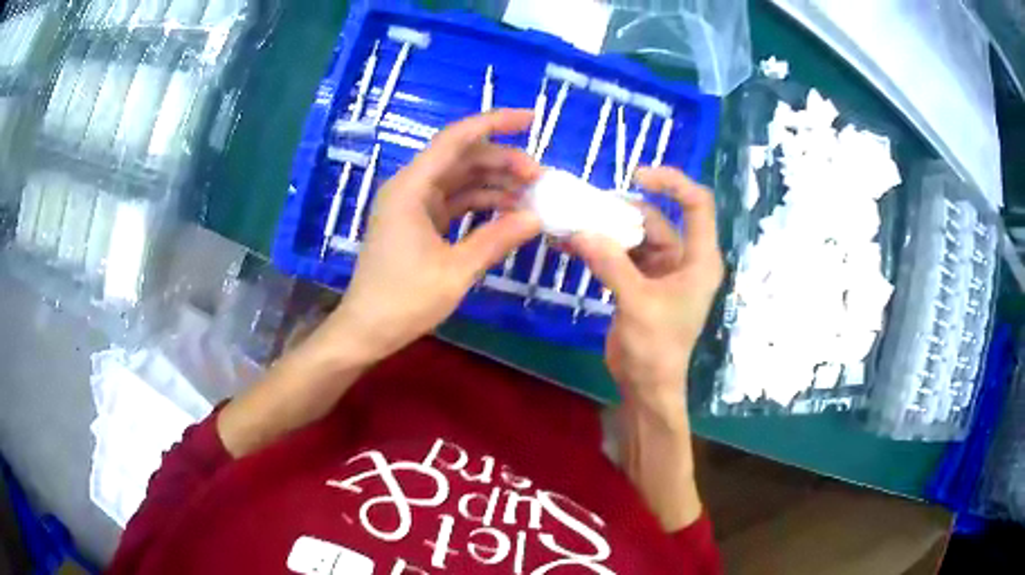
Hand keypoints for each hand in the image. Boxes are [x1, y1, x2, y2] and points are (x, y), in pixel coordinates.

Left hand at [326, 109, 542, 361]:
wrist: (366, 330)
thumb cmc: (404, 300)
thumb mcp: (456, 270)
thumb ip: (497, 239)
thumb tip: (536, 218)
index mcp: (412, 187)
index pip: (457, 139)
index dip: (495, 123)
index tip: (532, 118)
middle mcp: (410, 187)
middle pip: (462, 158)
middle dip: (502, 161)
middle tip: (541, 178)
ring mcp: (413, 205)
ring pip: (460, 180)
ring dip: (495, 184)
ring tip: (532, 195)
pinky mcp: (417, 223)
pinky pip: (454, 202)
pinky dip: (480, 204)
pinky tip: (508, 212)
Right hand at [569, 167, 722, 411]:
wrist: (646, 386)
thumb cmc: (656, 348)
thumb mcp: (637, 303)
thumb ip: (610, 264)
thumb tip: (578, 230)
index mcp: (699, 259)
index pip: (696, 204)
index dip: (672, 182)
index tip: (636, 176)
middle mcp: (683, 259)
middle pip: (655, 218)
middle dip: (621, 211)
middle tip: (585, 207)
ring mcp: (661, 270)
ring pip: (633, 235)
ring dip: (605, 230)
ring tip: (571, 224)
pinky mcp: (640, 282)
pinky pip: (619, 254)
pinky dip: (598, 248)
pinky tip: (570, 244)